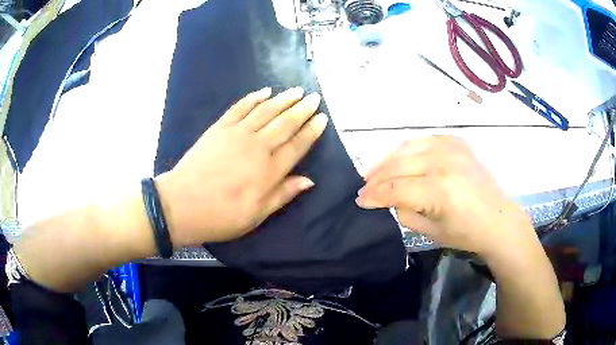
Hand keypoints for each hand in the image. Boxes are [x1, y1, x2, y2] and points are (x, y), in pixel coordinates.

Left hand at [156, 87, 327, 245]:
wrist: (182, 204)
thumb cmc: (222, 215)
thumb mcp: (257, 215)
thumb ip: (283, 194)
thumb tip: (309, 180)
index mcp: (269, 170)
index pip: (297, 145)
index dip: (311, 131)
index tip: (322, 119)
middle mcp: (257, 146)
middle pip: (285, 123)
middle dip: (302, 109)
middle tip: (315, 98)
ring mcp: (237, 133)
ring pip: (266, 110)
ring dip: (284, 99)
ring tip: (297, 91)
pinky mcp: (220, 128)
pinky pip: (241, 107)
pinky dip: (254, 97)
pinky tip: (265, 91)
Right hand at [356, 136, 533, 256]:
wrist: (498, 219)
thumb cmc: (466, 233)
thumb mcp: (430, 232)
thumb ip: (405, 212)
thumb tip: (391, 199)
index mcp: (438, 191)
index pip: (395, 189)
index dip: (374, 195)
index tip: (359, 201)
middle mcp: (443, 163)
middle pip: (398, 165)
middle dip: (376, 178)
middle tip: (363, 187)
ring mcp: (451, 149)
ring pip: (407, 148)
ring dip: (388, 160)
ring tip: (375, 171)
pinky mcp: (457, 143)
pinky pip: (424, 140)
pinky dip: (408, 149)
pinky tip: (401, 158)